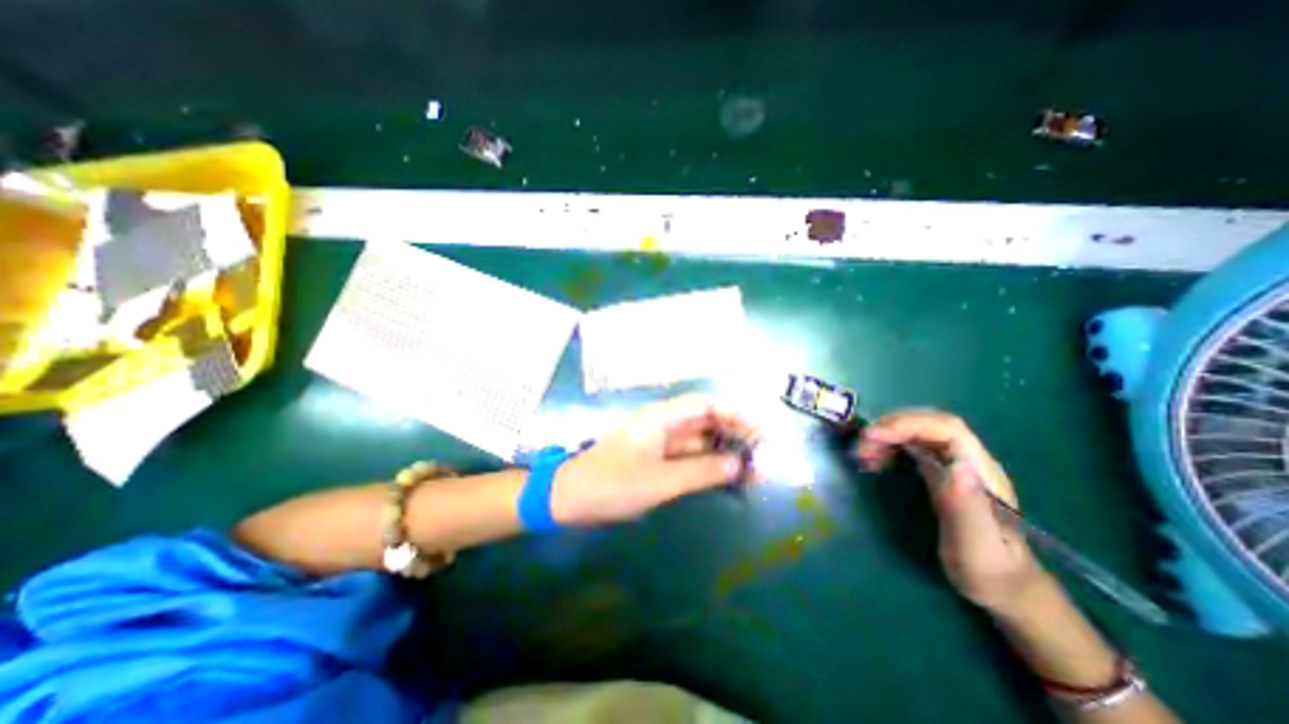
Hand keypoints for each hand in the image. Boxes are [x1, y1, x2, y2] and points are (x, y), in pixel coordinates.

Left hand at [551, 397, 755, 525]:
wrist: (569, 498)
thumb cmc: (611, 485)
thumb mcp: (659, 481)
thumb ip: (701, 471)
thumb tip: (738, 464)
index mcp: (662, 417)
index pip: (707, 403)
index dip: (736, 413)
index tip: (760, 433)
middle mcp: (664, 423)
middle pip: (707, 420)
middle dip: (735, 434)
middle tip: (762, 457)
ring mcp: (661, 442)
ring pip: (701, 440)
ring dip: (725, 452)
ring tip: (753, 471)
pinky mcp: (658, 458)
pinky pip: (691, 456)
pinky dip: (709, 465)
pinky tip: (728, 478)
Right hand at [853, 409, 1045, 614]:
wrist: (1003, 587)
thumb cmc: (989, 571)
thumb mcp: (977, 547)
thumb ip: (966, 508)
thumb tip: (957, 465)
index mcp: (983, 473)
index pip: (947, 429)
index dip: (908, 425)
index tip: (873, 437)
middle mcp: (970, 461)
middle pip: (930, 425)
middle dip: (892, 427)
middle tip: (862, 445)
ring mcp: (956, 465)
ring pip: (919, 433)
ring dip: (887, 436)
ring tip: (863, 453)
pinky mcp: (942, 472)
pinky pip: (913, 447)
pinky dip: (890, 447)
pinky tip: (875, 460)